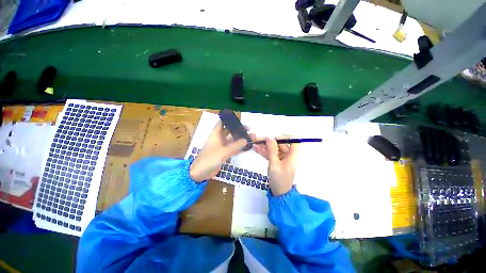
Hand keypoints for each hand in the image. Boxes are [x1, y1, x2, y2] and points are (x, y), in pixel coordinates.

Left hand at [190, 121, 247, 181]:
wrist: (201, 172)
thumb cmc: (210, 159)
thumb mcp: (223, 151)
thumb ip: (235, 146)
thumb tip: (246, 140)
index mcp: (216, 134)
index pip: (222, 123)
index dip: (229, 120)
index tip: (239, 120)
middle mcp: (219, 139)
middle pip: (229, 131)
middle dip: (238, 130)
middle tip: (249, 130)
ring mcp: (221, 147)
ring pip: (232, 140)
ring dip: (240, 139)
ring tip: (250, 137)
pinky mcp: (223, 154)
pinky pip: (232, 148)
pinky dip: (238, 147)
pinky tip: (246, 147)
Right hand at [251, 135, 299, 195]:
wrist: (278, 193)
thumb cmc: (279, 179)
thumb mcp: (274, 164)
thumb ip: (272, 150)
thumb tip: (270, 137)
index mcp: (292, 156)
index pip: (294, 142)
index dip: (286, 138)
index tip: (275, 139)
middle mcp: (288, 156)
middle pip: (281, 145)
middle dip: (270, 142)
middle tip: (259, 140)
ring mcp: (282, 159)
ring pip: (274, 149)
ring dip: (265, 147)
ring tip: (255, 144)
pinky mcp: (277, 162)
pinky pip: (271, 154)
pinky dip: (265, 152)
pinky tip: (256, 149)